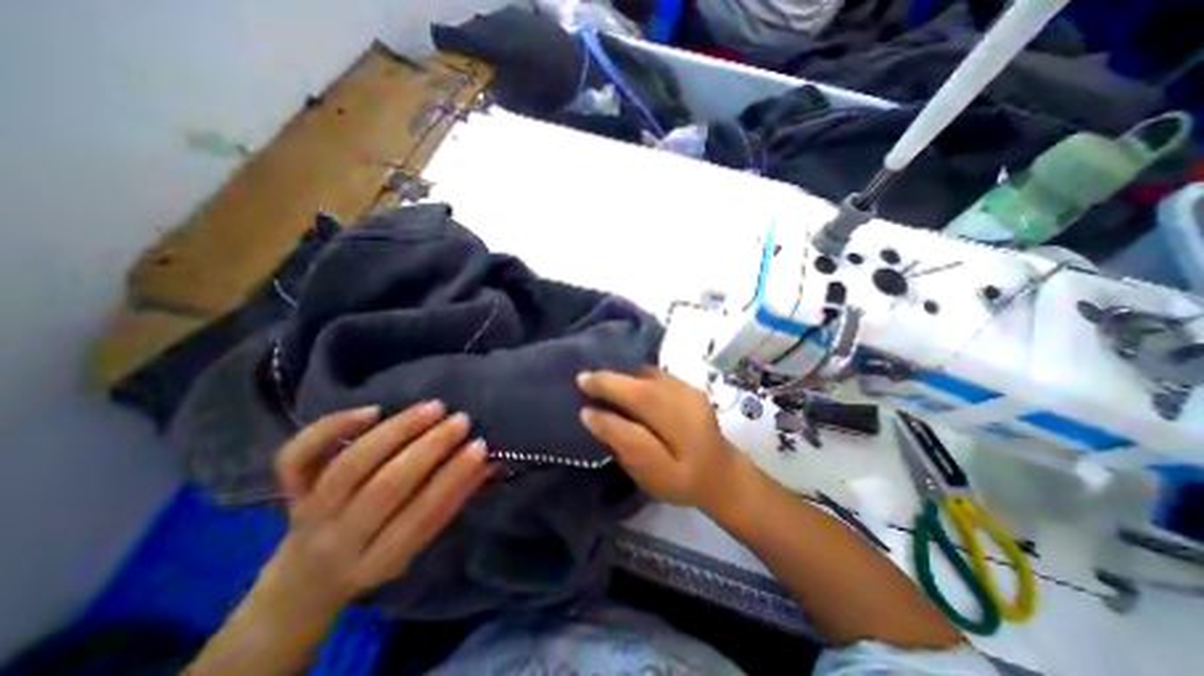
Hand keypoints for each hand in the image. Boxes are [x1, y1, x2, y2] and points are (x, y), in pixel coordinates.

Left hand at [261, 401, 489, 611]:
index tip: (480, 447)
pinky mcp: (289, 491)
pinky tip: (372, 409)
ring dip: (396, 431)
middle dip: (429, 449)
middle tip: (461, 420)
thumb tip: (491, 463)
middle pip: (384, 488)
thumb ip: (451, 502)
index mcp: (379, 560)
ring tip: (433, 407)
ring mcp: (309, 513)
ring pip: (350, 466)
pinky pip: (299, 457)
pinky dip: (332, 428)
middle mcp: (339, 540)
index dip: (453, 480)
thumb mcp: (418, 546)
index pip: (421, 517)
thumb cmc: (378, 556)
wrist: (305, 581)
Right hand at [579, 371, 748, 512]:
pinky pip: (656, 375)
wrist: (721, 473)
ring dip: (623, 375)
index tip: (580, 382)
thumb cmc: (684, 481)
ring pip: (649, 374)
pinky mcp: (689, 386)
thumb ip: (623, 442)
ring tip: (601, 381)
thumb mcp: (651, 474)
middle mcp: (686, 398)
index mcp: (681, 424)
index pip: (638, 396)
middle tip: (585, 379)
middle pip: (643, 379)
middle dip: (611, 377)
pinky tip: (625, 385)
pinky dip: (636, 376)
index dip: (607, 387)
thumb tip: (590, 414)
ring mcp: (690, 388)